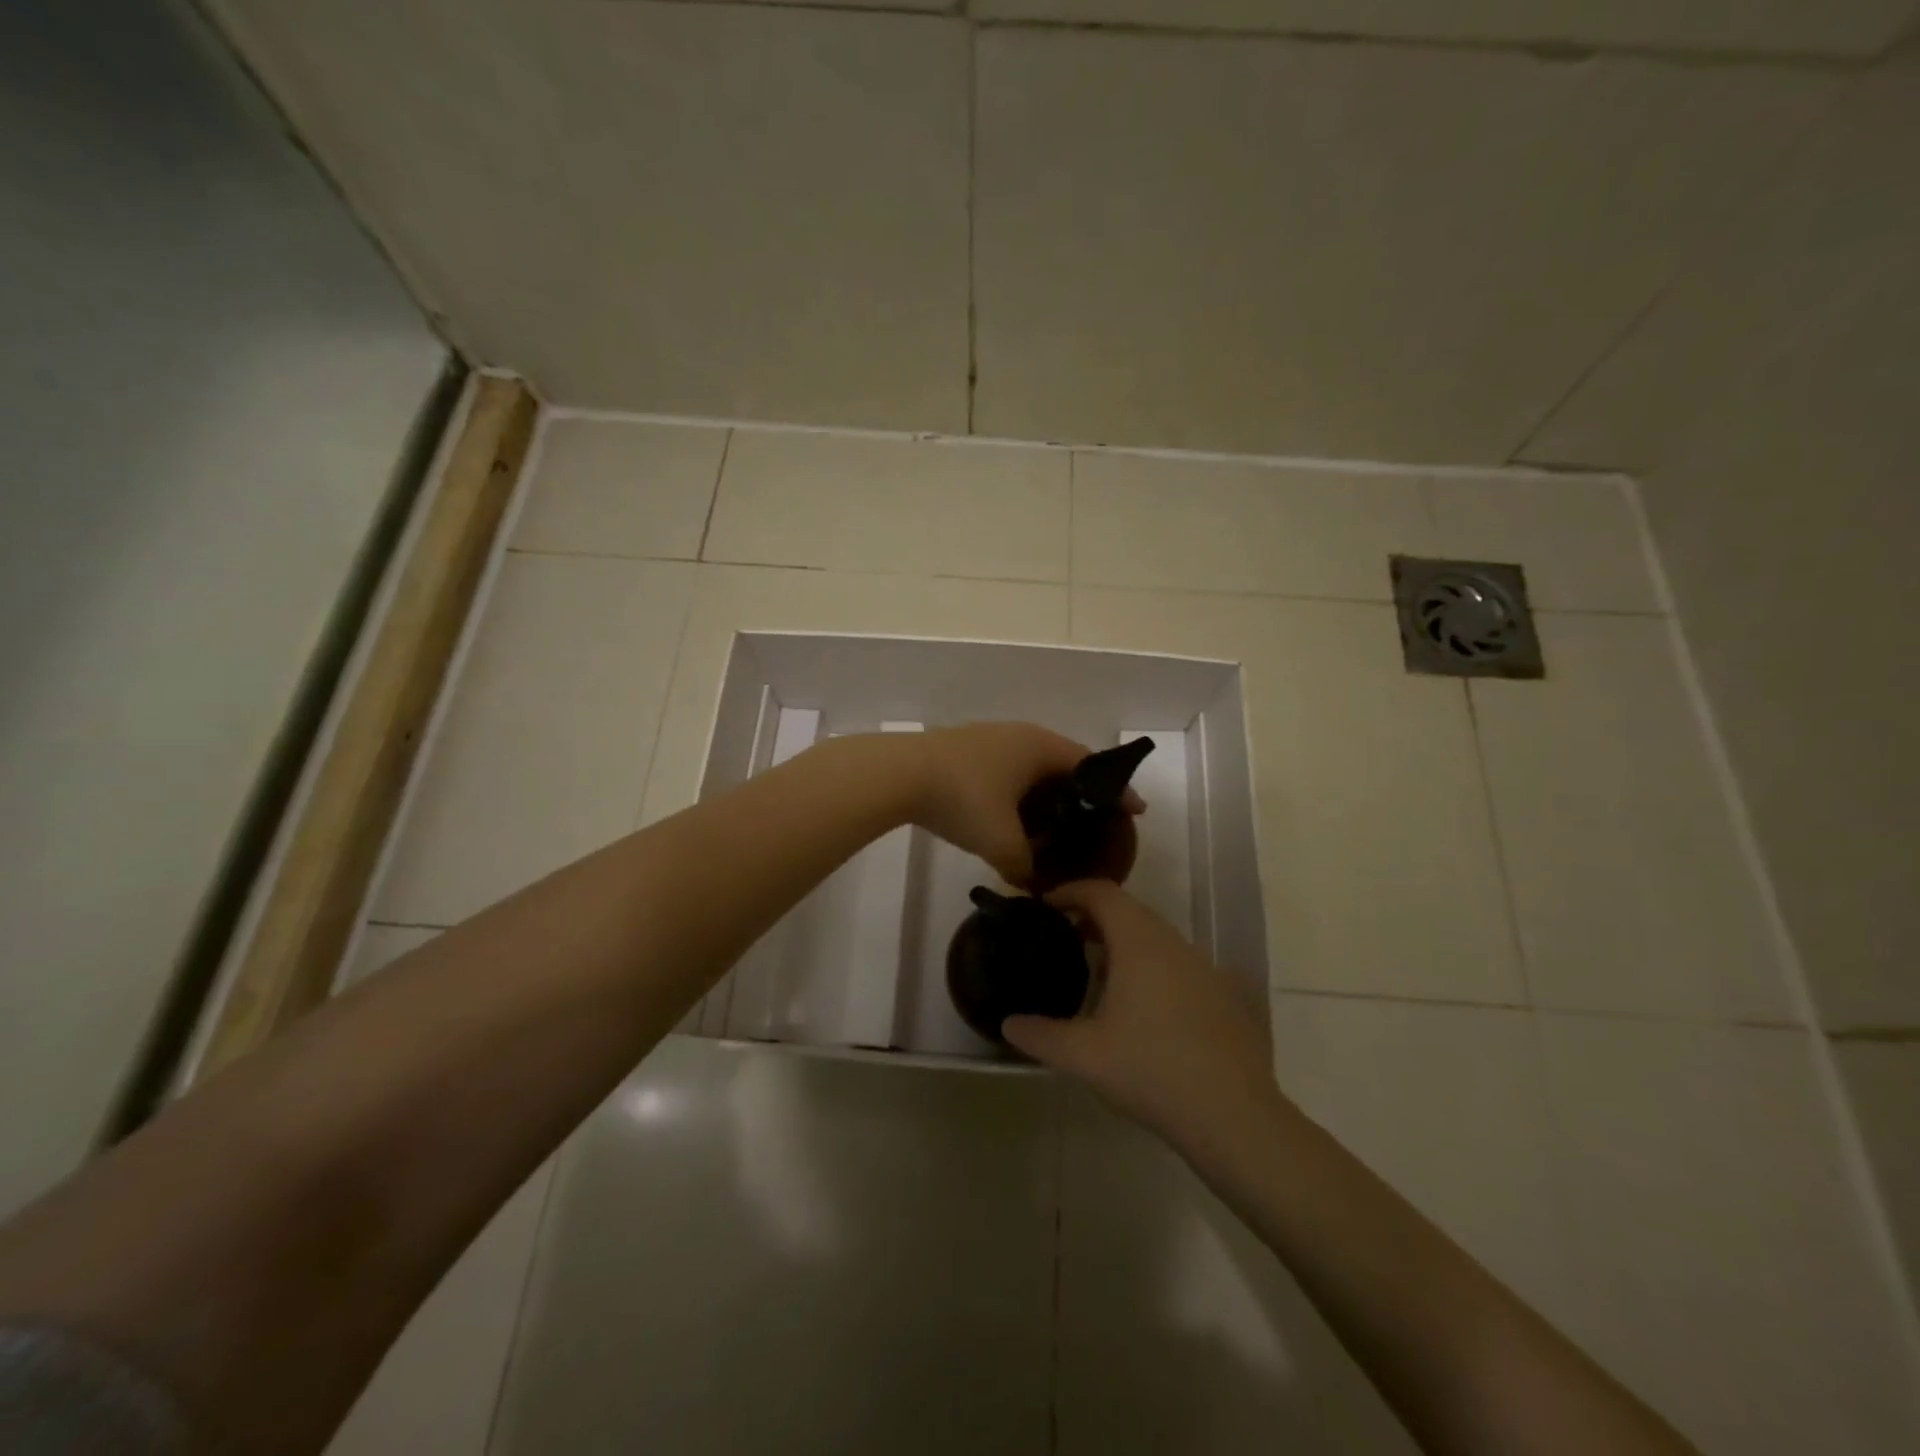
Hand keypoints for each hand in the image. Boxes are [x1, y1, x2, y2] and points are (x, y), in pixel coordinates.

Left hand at [908, 723, 1142, 887]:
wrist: (899, 774)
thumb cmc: (963, 800)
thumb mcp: (1002, 842)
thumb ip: (1025, 867)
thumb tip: (1031, 883)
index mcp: (1040, 747)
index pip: (1091, 766)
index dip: (1116, 791)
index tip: (1135, 812)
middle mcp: (1020, 735)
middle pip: (1063, 764)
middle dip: (1080, 794)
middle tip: (1094, 824)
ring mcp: (991, 738)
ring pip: (1031, 767)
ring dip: (1045, 794)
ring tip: (1054, 826)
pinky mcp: (966, 749)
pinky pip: (1008, 770)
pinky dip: (1019, 793)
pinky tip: (1013, 817)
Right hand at [1003, 880, 1279, 1157]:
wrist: (1234, 1116)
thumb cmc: (1151, 1070)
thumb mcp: (1084, 1055)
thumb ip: (1039, 1035)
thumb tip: (1008, 1024)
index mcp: (1139, 942)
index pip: (1101, 892)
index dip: (1070, 891)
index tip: (1044, 906)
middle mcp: (1174, 943)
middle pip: (1129, 911)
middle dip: (1093, 919)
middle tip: (1063, 941)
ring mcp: (1205, 968)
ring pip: (1156, 939)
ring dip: (1124, 945)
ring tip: (1098, 977)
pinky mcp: (1225, 995)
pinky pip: (1178, 965)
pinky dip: (1152, 969)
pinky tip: (1143, 1011)